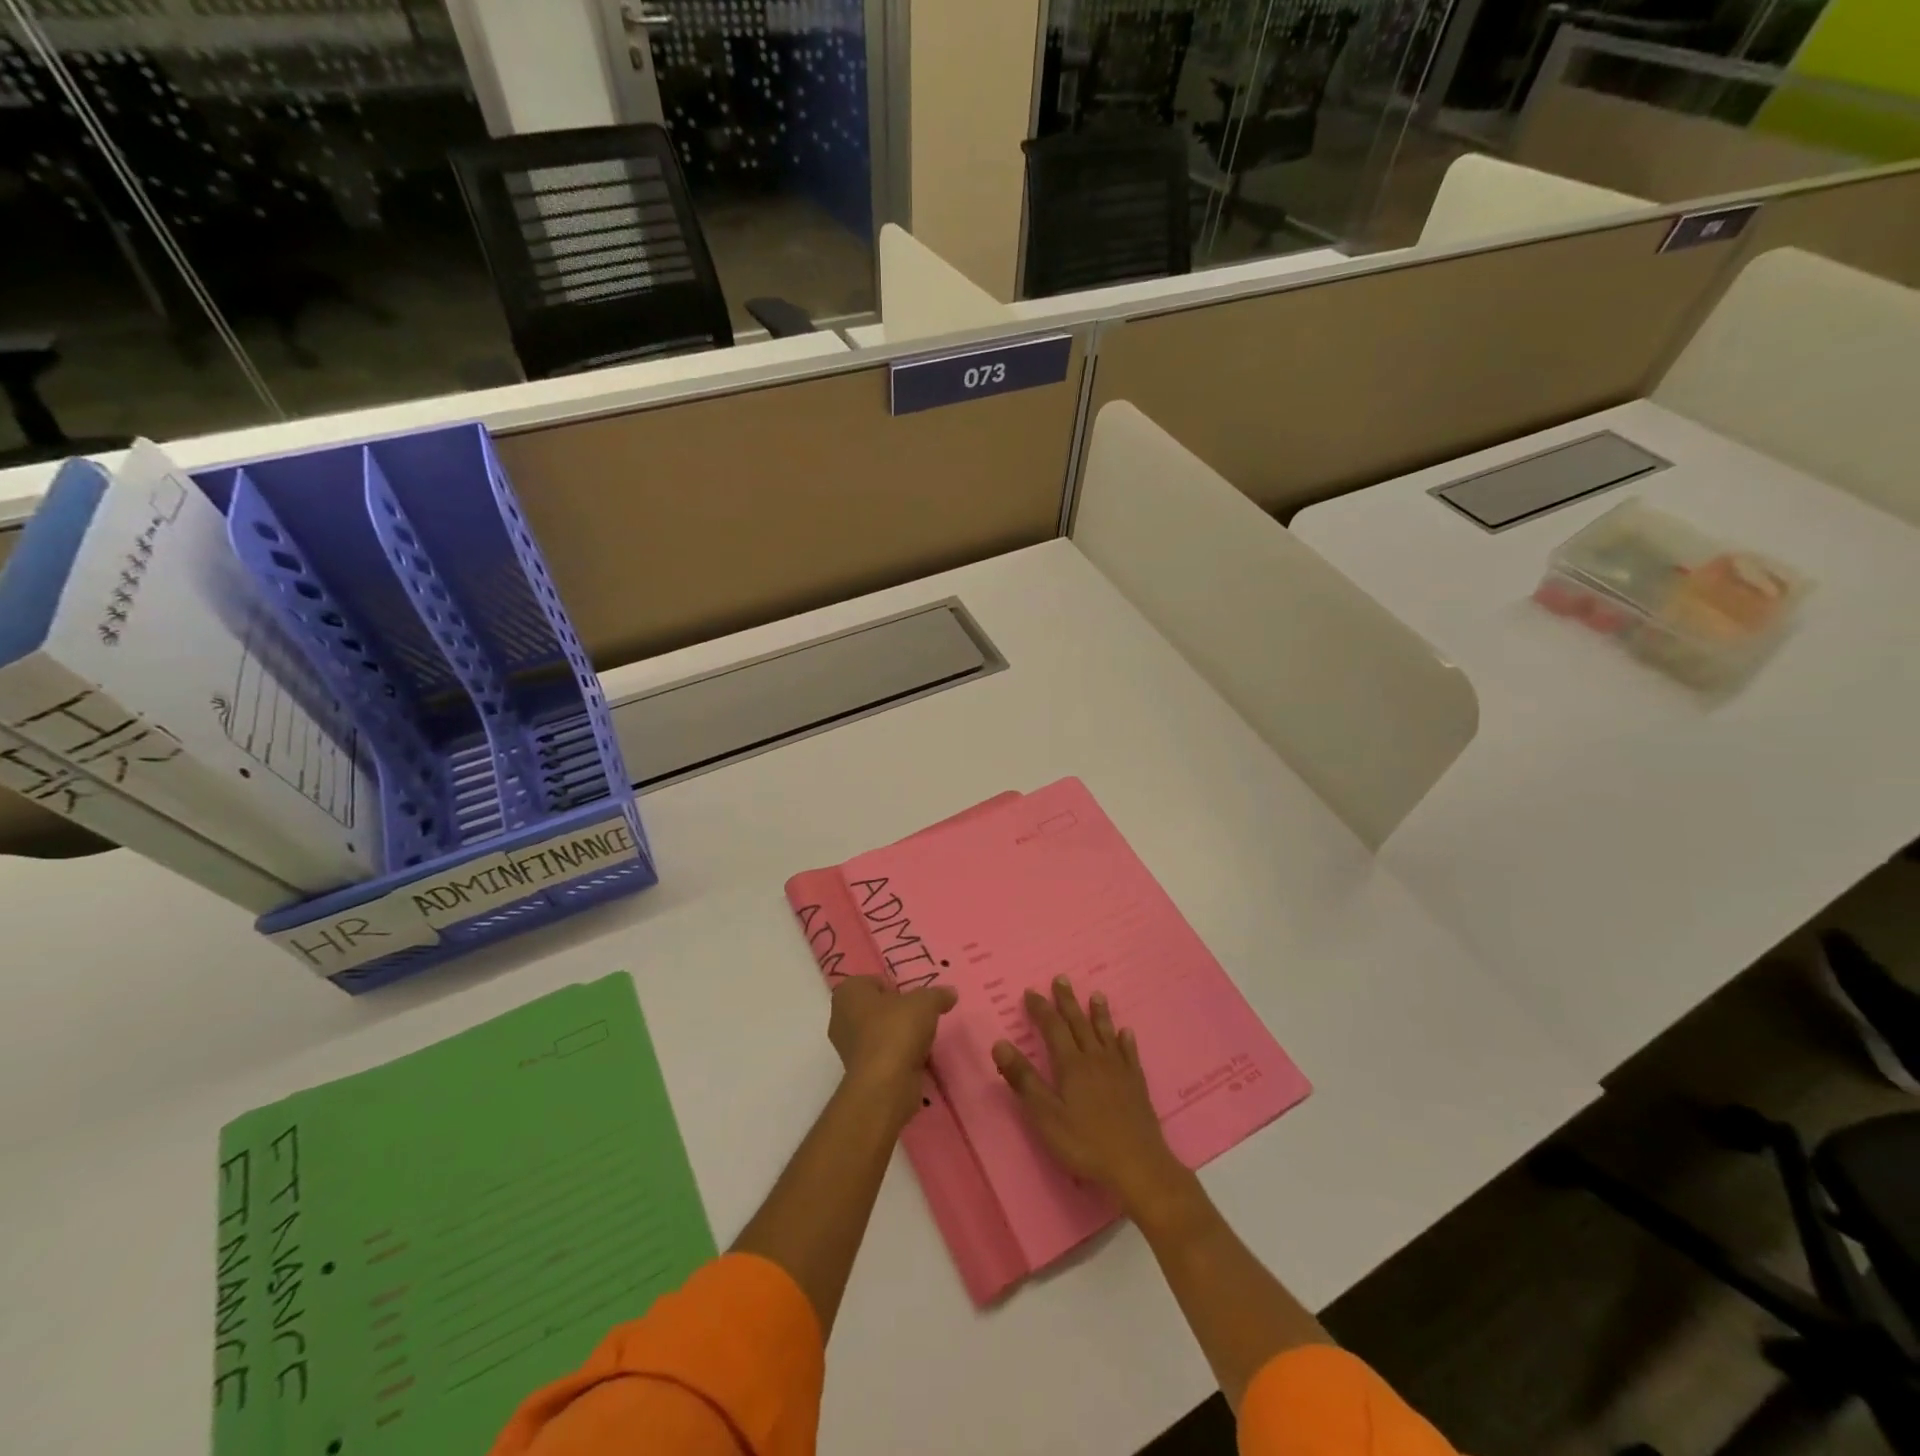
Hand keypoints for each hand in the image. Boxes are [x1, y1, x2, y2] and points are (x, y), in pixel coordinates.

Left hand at [828, 974, 957, 1121]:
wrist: (886, 1084)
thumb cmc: (897, 1030)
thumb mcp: (925, 1002)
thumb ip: (937, 994)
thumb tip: (950, 993)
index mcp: (849, 992)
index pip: (872, 981)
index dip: (894, 986)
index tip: (912, 997)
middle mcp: (840, 1017)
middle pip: (875, 1007)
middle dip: (896, 1011)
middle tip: (918, 1016)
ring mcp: (847, 1047)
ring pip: (878, 1032)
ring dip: (897, 1035)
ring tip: (920, 1038)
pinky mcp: (859, 1072)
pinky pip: (881, 1055)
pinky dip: (896, 1056)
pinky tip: (915, 1059)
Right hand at [993, 976, 1184, 1213]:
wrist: (1138, 1166)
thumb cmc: (1085, 1143)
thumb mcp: (1045, 1116)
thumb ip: (1024, 1079)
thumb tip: (1000, 1043)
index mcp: (1071, 1065)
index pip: (1053, 1028)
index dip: (1041, 1009)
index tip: (1031, 991)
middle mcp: (1095, 1059)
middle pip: (1079, 1023)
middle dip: (1067, 1001)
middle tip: (1061, 978)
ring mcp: (1119, 1070)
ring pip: (1106, 1033)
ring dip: (1099, 1013)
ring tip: (1096, 994)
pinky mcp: (1136, 1085)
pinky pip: (1130, 1054)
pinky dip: (1126, 1040)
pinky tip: (1126, 1032)